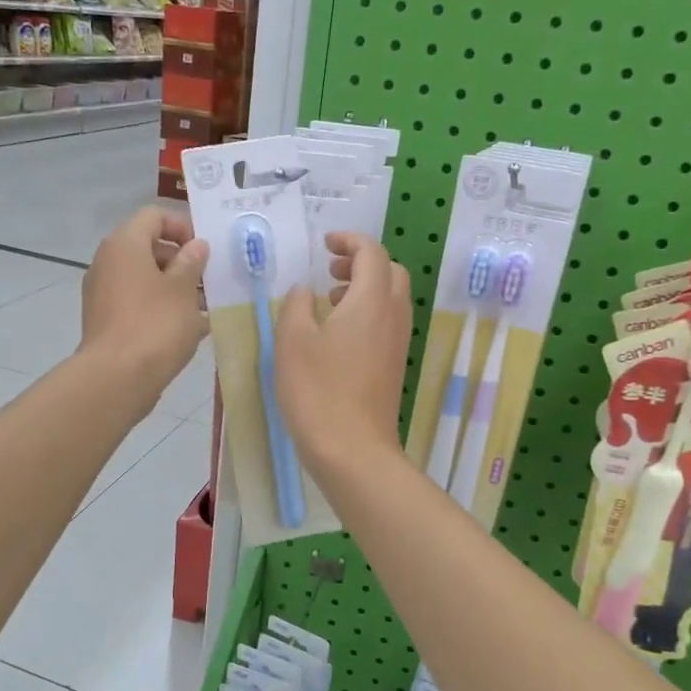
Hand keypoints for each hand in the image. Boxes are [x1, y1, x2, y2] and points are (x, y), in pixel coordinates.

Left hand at [80, 206, 207, 413]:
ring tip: (204, 309)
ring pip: (144, 278)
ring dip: (174, 288)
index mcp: (125, 244)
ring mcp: (103, 293)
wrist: (116, 378)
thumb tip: (196, 246)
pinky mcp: (106, 320)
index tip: (205, 252)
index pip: (154, 216)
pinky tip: (187, 330)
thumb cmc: (155, 325)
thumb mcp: (183, 290)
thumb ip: (192, 262)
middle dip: (182, 262)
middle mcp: (108, 262)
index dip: (183, 227)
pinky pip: (137, 303)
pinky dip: (160, 308)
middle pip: (149, 248)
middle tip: (208, 282)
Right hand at [274, 232, 411, 473]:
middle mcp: (393, 316)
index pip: (371, 252)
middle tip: (329, 271)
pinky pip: (388, 322)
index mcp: (371, 301)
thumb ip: (296, 305)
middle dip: (362, 262)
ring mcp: (398, 343)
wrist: (353, 449)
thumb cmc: (318, 391)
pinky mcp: (395, 365)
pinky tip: (338, 335)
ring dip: (365, 288)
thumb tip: (304, 290)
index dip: (349, 240)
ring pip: (392, 298)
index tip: (325, 244)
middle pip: (390, 271)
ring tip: (328, 301)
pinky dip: (368, 312)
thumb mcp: (292, 341)